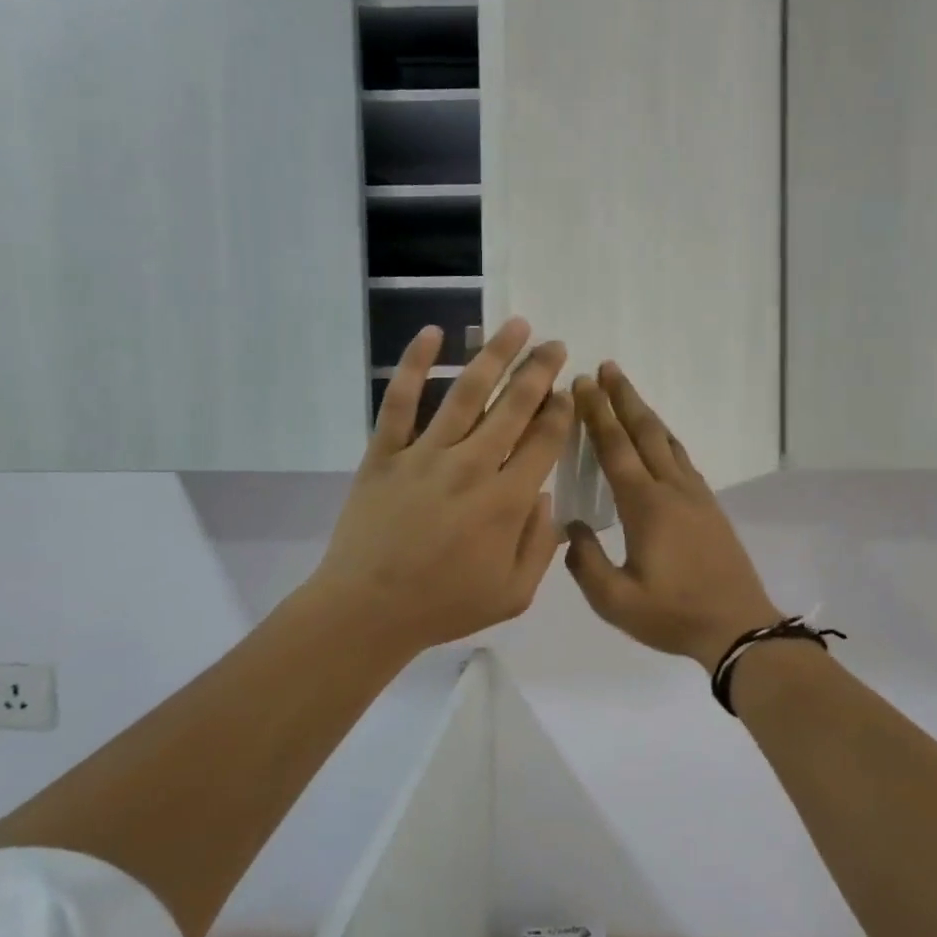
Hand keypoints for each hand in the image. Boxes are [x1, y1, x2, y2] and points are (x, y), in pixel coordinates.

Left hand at [307, 318, 571, 659]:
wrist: (367, 611)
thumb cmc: (444, 605)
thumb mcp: (514, 594)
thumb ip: (541, 544)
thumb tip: (548, 497)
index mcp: (506, 501)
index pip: (544, 442)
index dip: (561, 412)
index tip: (569, 392)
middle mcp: (471, 466)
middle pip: (513, 407)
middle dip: (539, 372)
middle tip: (555, 345)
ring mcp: (425, 455)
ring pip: (466, 393)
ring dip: (494, 355)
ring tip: (517, 326)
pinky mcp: (385, 453)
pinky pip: (399, 401)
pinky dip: (414, 364)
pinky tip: (432, 334)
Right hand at [565, 363, 779, 671]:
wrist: (738, 626)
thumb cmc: (673, 615)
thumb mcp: (615, 601)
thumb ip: (586, 562)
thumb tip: (571, 528)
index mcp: (646, 506)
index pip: (615, 448)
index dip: (597, 414)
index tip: (582, 384)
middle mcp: (672, 489)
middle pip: (644, 432)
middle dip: (623, 398)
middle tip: (606, 367)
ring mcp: (695, 495)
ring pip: (667, 441)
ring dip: (645, 413)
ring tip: (628, 392)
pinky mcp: (709, 506)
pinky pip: (681, 458)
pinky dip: (664, 437)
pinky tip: (659, 439)